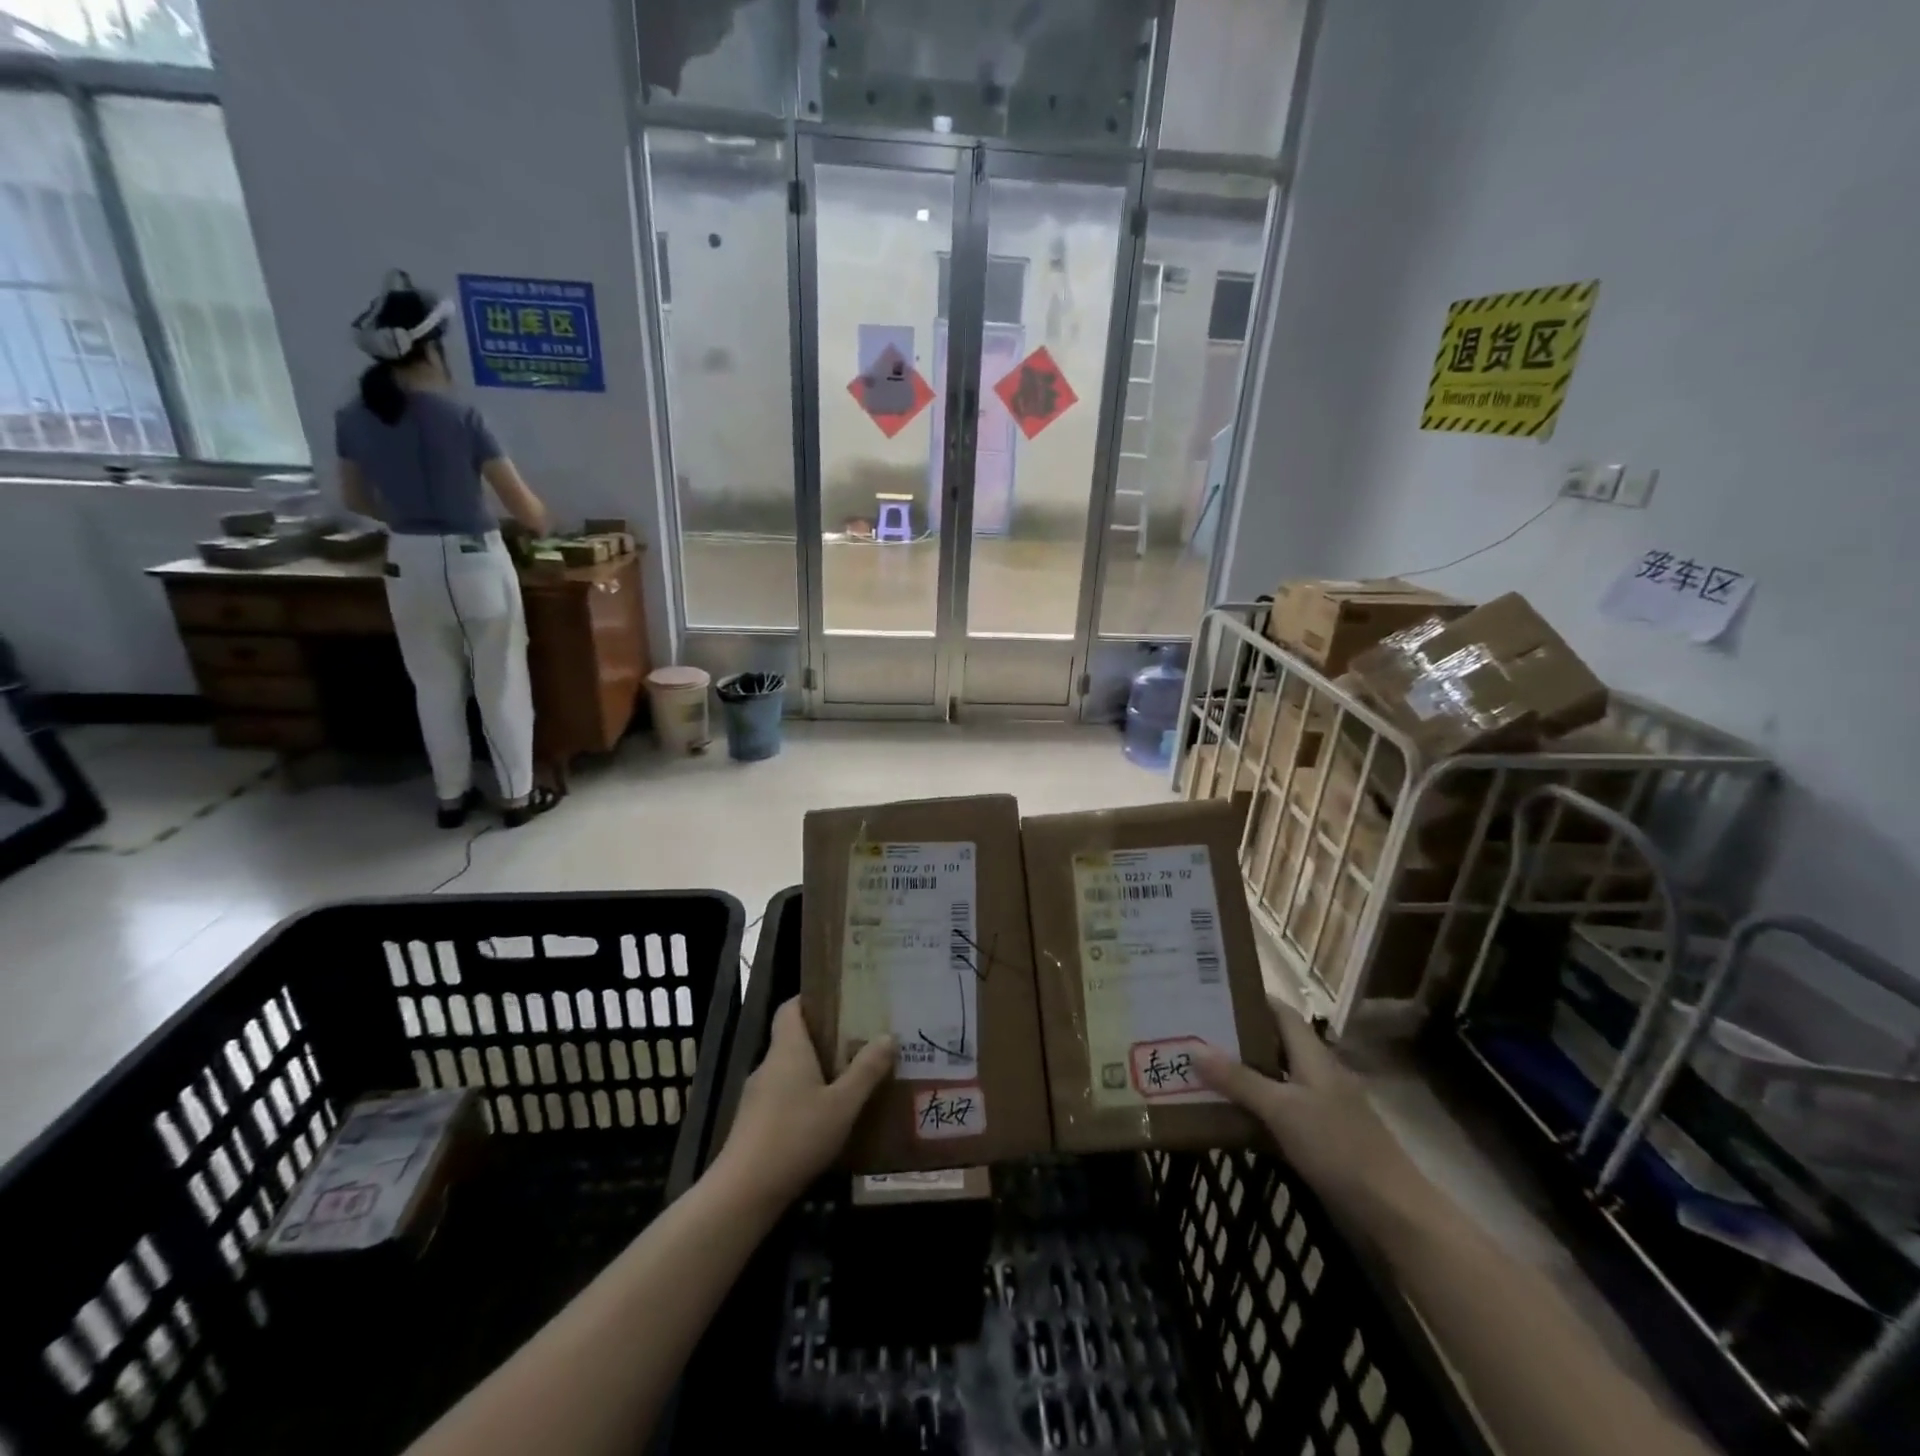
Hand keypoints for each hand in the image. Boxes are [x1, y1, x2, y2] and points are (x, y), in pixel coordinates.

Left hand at [711, 998, 894, 1210]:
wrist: (744, 1192)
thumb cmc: (796, 1136)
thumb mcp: (842, 1104)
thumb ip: (866, 1070)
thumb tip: (888, 1036)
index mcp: (788, 1049)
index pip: (790, 1007)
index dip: (811, 999)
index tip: (840, 999)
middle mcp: (769, 1065)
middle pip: (794, 1038)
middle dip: (824, 1037)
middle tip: (859, 1039)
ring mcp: (757, 1096)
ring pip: (790, 1070)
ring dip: (816, 1070)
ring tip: (850, 1078)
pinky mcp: (754, 1124)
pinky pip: (784, 1096)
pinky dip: (804, 1096)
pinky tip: (827, 1117)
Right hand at [1194, 1001, 1421, 1229]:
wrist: (1392, 1213)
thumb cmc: (1338, 1147)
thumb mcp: (1282, 1109)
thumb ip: (1238, 1079)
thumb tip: (1193, 1046)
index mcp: (1313, 1056)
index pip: (1280, 1012)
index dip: (1250, 999)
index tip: (1211, 992)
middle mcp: (1316, 1075)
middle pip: (1272, 1045)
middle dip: (1235, 1038)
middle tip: (1192, 1031)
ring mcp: (1319, 1108)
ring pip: (1272, 1080)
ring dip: (1240, 1076)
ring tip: (1197, 1069)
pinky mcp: (1317, 1139)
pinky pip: (1276, 1113)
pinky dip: (1252, 1109)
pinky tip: (1223, 1115)